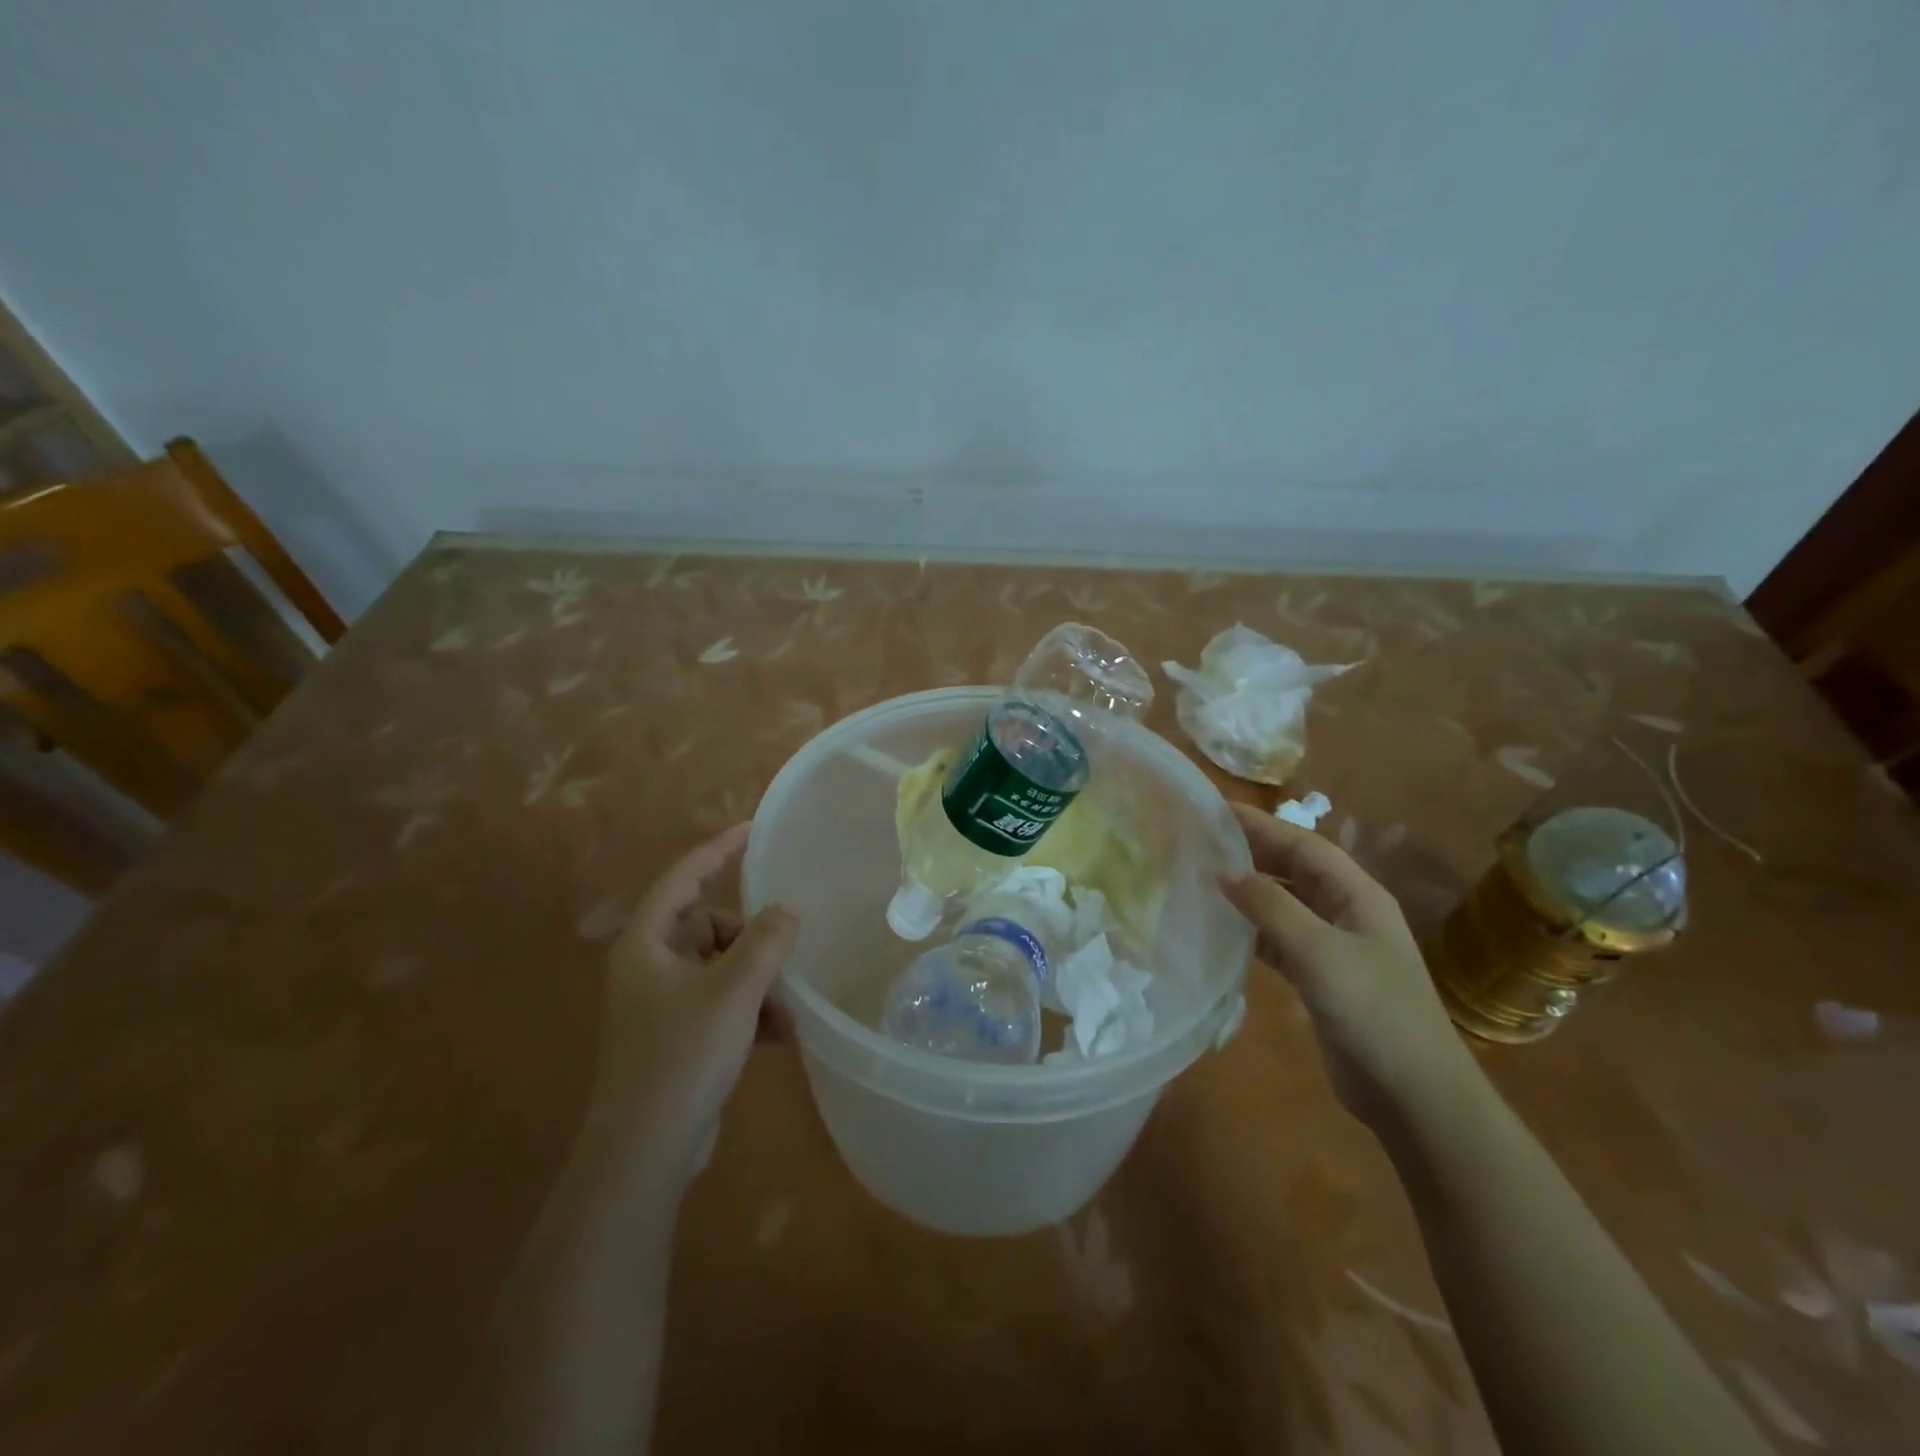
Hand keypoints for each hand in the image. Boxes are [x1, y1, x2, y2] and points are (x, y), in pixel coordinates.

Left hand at [589, 823, 798, 1181]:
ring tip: (787, 1011)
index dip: (718, 850)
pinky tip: (778, 1035)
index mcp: (647, 944)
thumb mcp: (733, 992)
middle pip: (709, 926)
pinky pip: (721, 1001)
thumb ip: (765, 943)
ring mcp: (661, 1002)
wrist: (645, 1153)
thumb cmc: (682, 1058)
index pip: (684, 877)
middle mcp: (649, 965)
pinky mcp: (676, 1034)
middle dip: (751, 941)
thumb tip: (787, 911)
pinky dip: (749, 1010)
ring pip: (720, 966)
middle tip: (784, 958)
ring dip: (757, 982)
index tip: (753, 830)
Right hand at [1221, 803, 1476, 1128]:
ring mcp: (1334, 947)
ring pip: (1283, 904)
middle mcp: (1346, 913)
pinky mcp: (1320, 978)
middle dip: (1251, 852)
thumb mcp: (1319, 953)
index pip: (1303, 845)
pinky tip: (1220, 929)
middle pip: (1293, 869)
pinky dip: (1250, 930)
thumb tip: (1223, 871)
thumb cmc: (1374, 1012)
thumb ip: (1271, 907)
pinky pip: (1278, 940)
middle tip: (1199, 840)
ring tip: (1201, 878)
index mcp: (1358, 895)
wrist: (1414, 1096)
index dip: (1261, 825)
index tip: (1214, 811)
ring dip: (1248, 891)